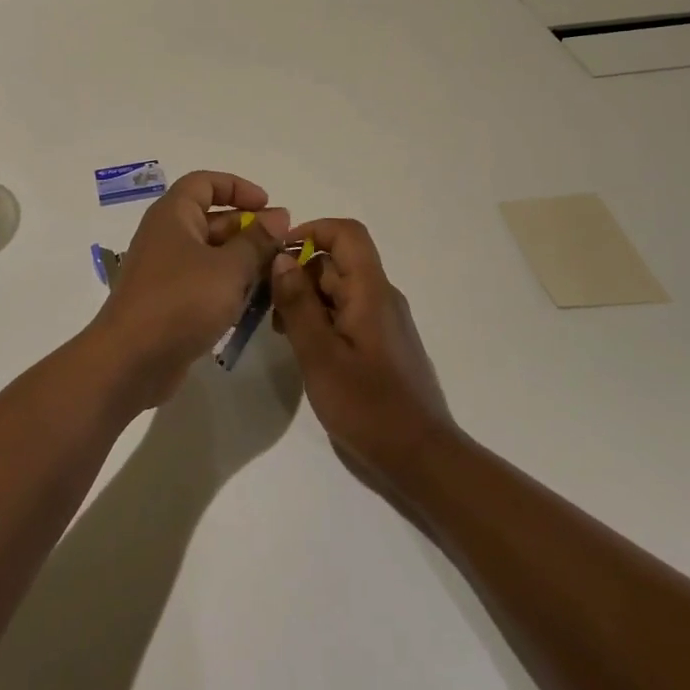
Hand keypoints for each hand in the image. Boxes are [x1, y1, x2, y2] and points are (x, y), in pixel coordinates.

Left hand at [88, 171, 286, 408]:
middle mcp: (167, 236)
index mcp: (173, 214)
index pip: (205, 182)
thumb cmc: (181, 301)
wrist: (130, 360)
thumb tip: (279, 216)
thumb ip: (257, 241)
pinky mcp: (169, 301)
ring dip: (243, 260)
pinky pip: (204, 282)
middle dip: (249, 228)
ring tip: (277, 275)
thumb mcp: (228, 268)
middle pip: (212, 218)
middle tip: (284, 246)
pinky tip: (254, 303)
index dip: (238, 187)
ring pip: (211, 254)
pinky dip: (228, 286)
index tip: (269, 205)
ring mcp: (166, 270)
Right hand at [269, 218, 455, 490]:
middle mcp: (381, 297)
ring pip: (339, 290)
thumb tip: (281, 258)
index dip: (312, 231)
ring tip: (280, 332)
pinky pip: (347, 314)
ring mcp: (383, 322)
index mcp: (371, 291)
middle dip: (299, 273)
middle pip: (338, 262)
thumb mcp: (320, 355)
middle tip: (267, 305)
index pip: (347, 234)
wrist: (422, 458)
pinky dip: (320, 319)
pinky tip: (302, 348)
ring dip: (306, 299)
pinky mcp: (382, 345)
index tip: (278, 254)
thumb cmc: (368, 406)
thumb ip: (298, 304)